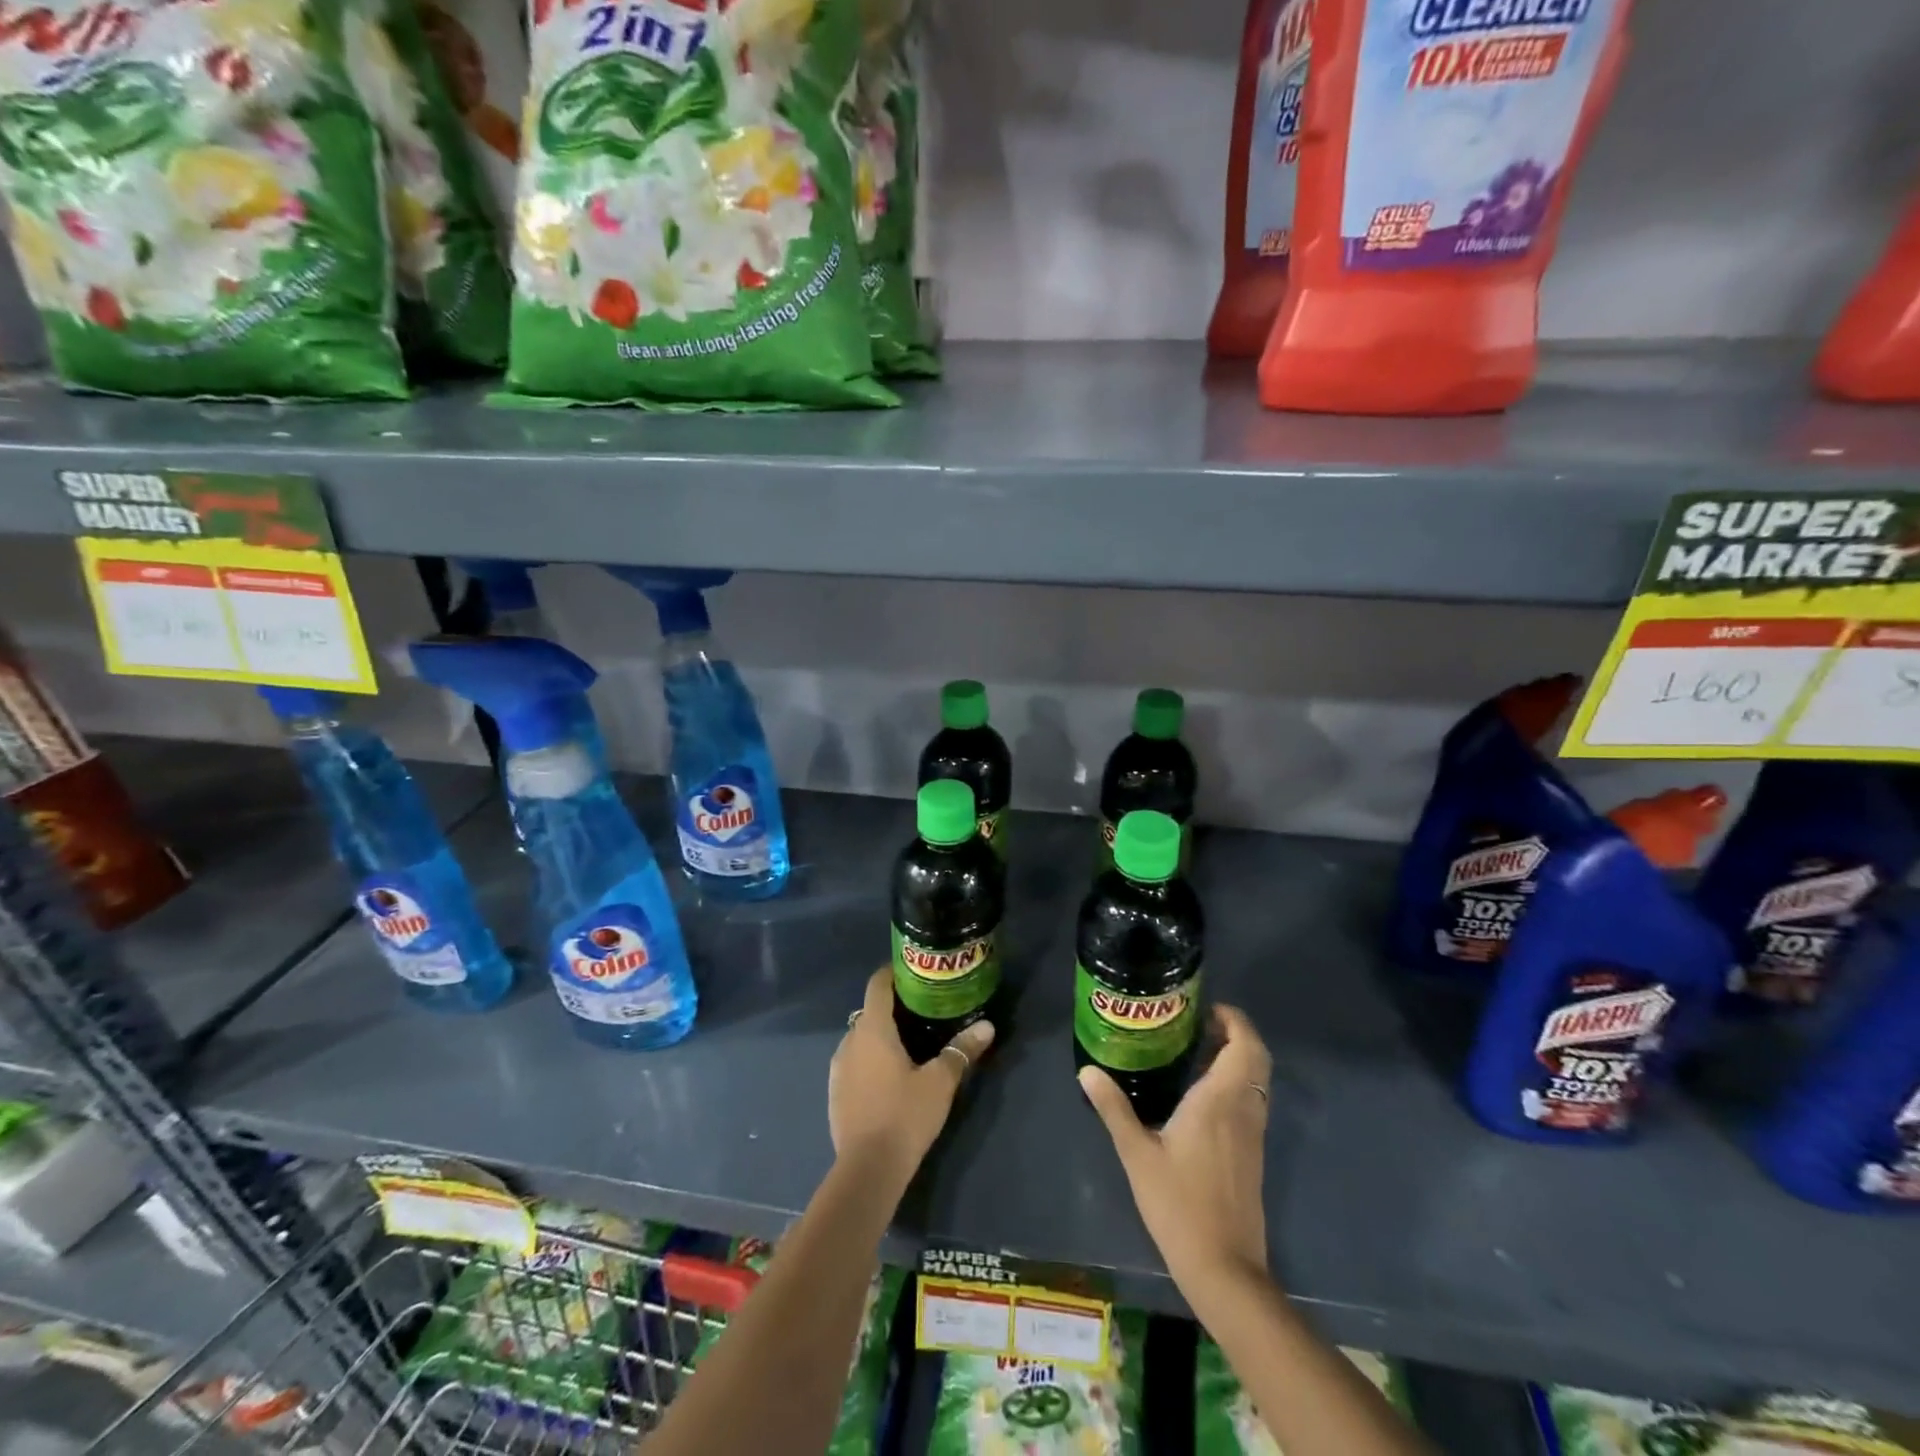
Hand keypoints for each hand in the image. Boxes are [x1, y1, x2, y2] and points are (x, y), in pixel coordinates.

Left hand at [829, 969, 994, 1185]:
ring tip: (909, 1043)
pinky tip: (890, 1076)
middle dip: (893, 1007)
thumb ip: (962, 1050)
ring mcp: (838, 1067)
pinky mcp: (835, 1092)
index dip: (893, 973)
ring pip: (861, 1038)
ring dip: (880, 1036)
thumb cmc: (905, 1115)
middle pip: (870, 1011)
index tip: (914, 971)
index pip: (878, 985)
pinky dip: (870, 1059)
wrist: (867, 1169)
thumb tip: (987, 1026)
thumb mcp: (941, 1082)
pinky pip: (854, 1061)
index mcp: (873, 1029)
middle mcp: (850, 1040)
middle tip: (923, 1011)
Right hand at [1079, 1004, 1271, 1293]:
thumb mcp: (1137, 1154)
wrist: (1224, 1267)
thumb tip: (1087, 1070)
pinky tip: (1203, 1093)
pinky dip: (1237, 1082)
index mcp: (1219, 1100)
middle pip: (1257, 1057)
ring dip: (1237, 1057)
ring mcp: (1253, 1133)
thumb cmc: (1179, 1205)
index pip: (1244, 1045)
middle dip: (1236, 1033)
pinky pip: (1252, 1100)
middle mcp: (1243, 1109)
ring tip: (1197, 1051)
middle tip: (1200, 1024)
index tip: (1205, 1008)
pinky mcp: (1253, 1153)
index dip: (1233, 1019)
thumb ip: (1113, 1108)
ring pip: (1257, 1080)